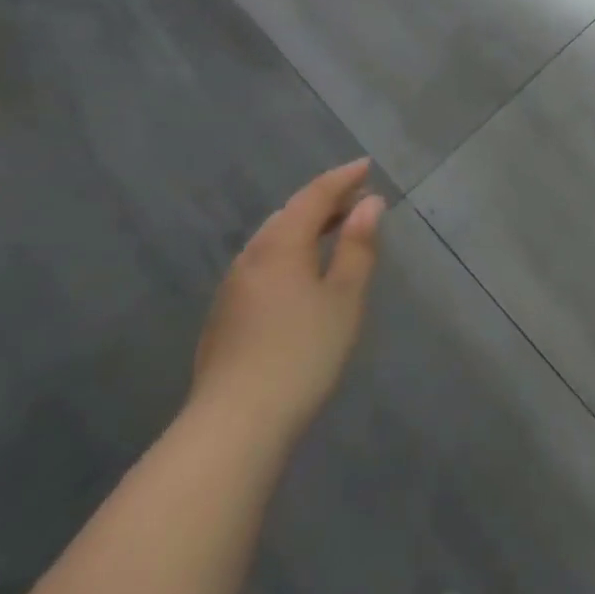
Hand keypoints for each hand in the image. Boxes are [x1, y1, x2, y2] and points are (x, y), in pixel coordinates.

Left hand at [192, 159, 385, 440]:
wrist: (233, 427)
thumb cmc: (301, 354)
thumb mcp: (344, 298)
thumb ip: (358, 246)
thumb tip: (370, 203)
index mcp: (280, 244)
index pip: (314, 195)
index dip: (342, 178)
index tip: (366, 165)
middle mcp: (251, 257)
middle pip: (289, 214)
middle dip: (324, 201)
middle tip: (356, 198)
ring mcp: (232, 289)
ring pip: (272, 240)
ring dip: (304, 227)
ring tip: (333, 232)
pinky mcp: (225, 318)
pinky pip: (263, 265)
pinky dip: (289, 253)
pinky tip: (301, 275)